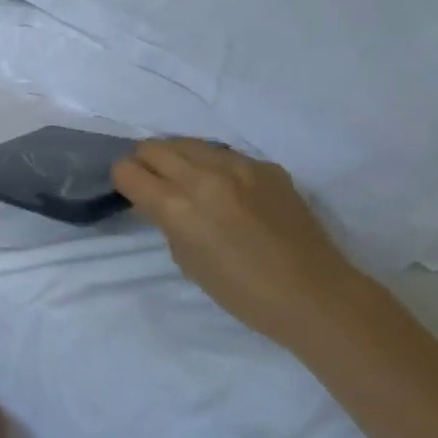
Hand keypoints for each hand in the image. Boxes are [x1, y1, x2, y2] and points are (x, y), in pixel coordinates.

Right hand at [114, 139, 375, 348]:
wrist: (314, 294)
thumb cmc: (242, 292)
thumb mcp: (187, 260)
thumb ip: (166, 221)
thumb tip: (157, 201)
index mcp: (178, 207)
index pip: (128, 170)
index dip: (123, 181)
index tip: (131, 193)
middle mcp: (204, 176)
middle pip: (153, 147)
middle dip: (144, 163)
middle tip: (152, 184)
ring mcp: (239, 166)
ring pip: (188, 143)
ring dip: (177, 158)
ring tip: (186, 182)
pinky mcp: (266, 166)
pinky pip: (224, 154)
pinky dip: (213, 166)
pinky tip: (227, 191)